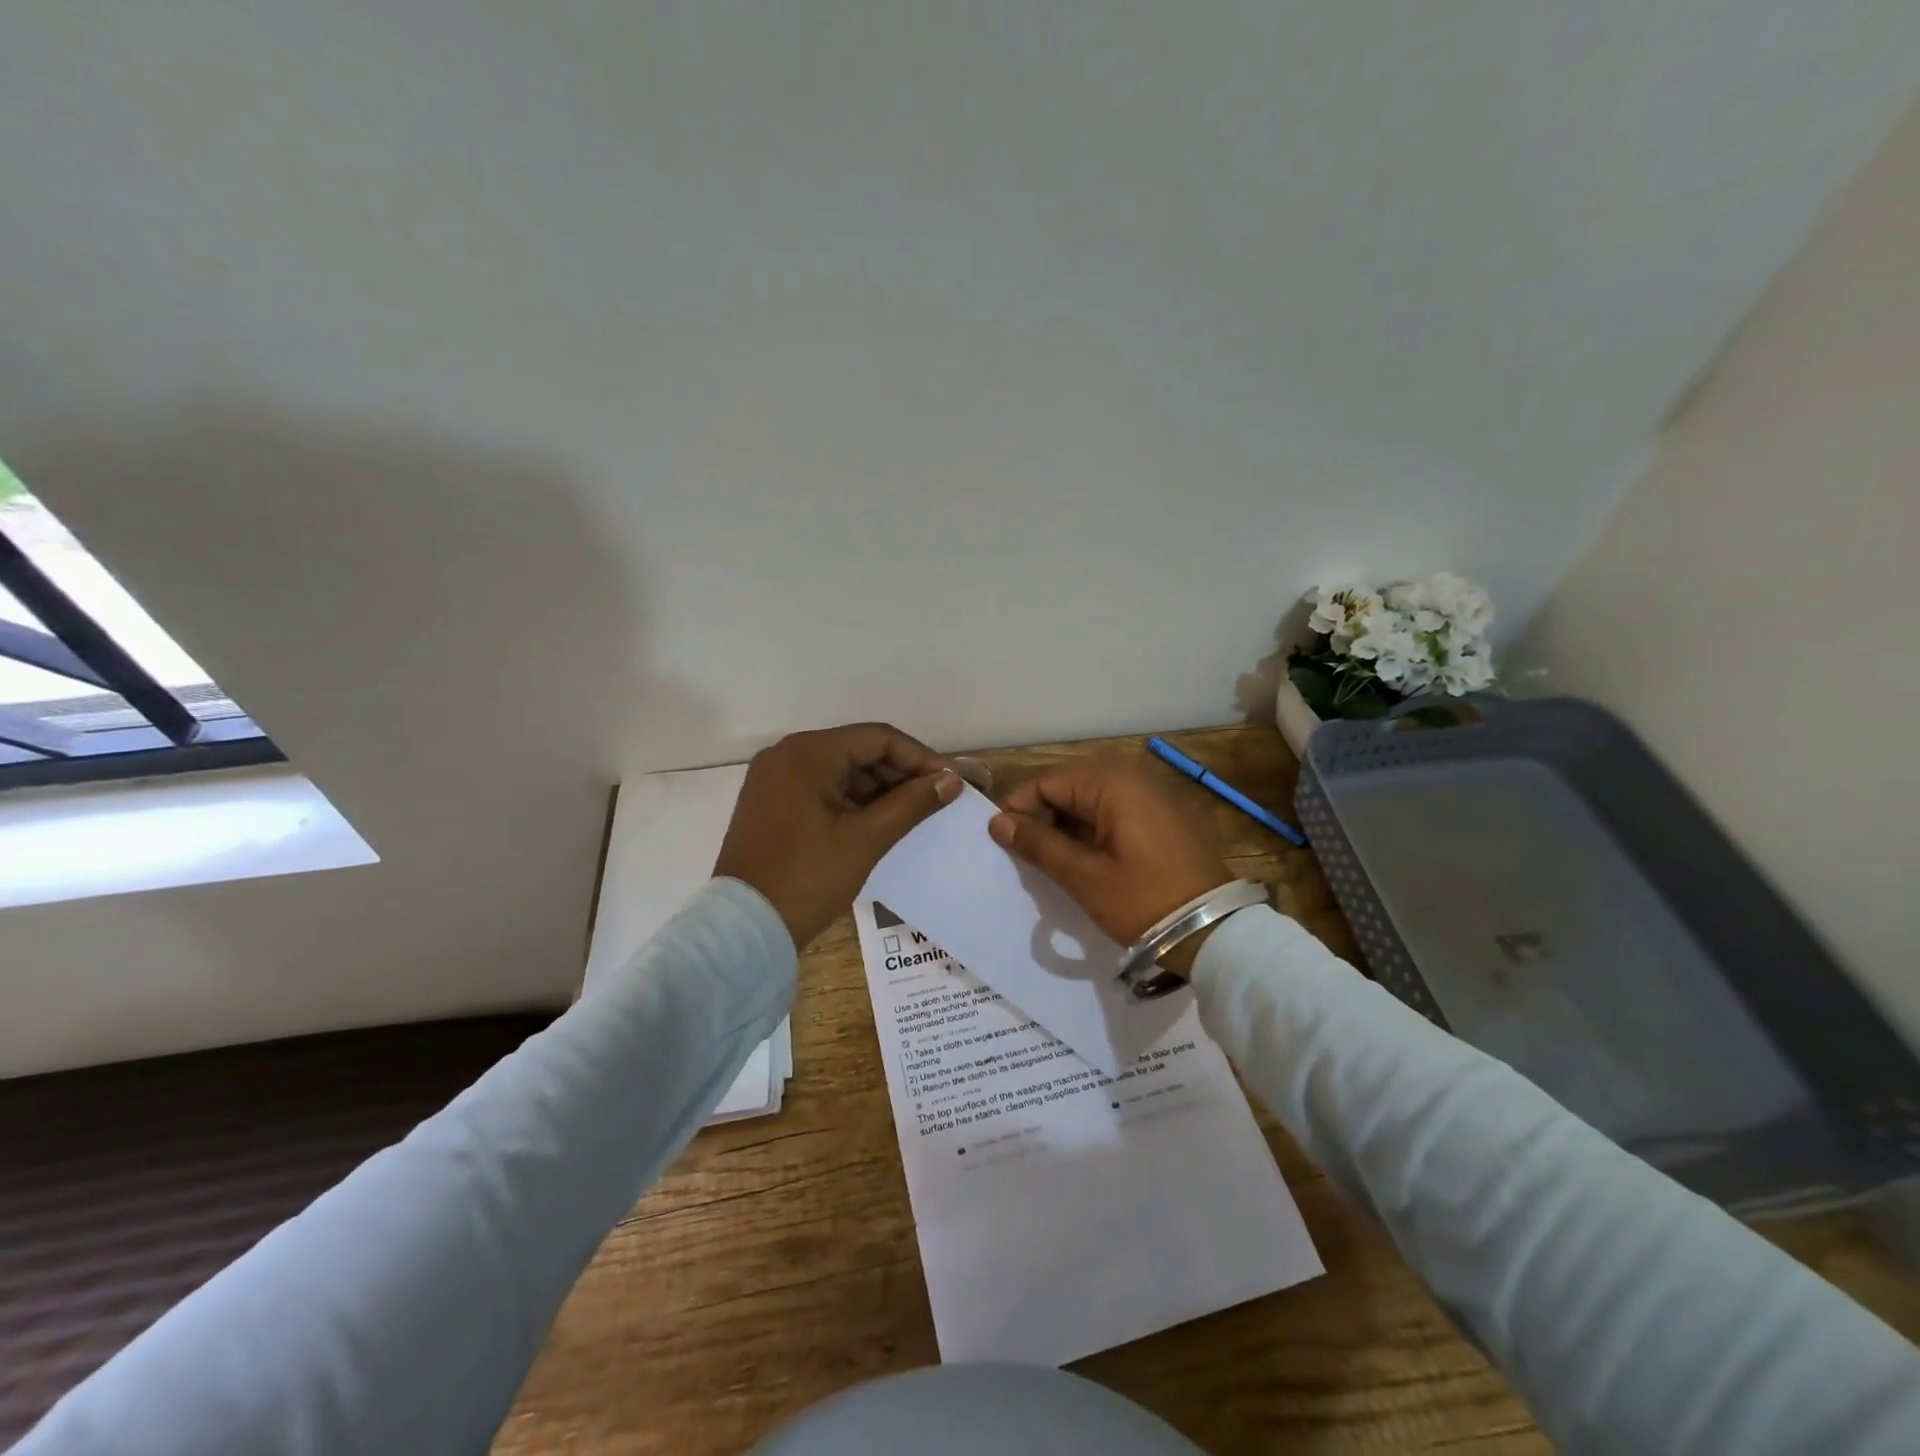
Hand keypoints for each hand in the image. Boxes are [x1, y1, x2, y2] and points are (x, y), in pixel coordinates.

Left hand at [714, 723, 962, 949]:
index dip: (920, 758)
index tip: (951, 781)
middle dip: (900, 772)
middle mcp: (786, 753)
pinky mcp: (770, 799)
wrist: (744, 928)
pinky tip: (877, 819)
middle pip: (858, 749)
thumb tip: (951, 781)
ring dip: (877, 786)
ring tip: (912, 811)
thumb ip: (912, 804)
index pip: (878, 738)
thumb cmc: (808, 879)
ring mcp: (774, 776)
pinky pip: (820, 785)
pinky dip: (851, 798)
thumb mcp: (866, 840)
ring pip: (840, 768)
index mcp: (807, 754)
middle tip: (935, 798)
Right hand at [989, 762, 1232, 978]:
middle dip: (1043, 815)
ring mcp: (1154, 797)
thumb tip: (998, 822)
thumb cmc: (1144, 901)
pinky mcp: (1165, 818)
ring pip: (1092, 800)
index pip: (1048, 781)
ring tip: (1053, 861)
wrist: (1216, 932)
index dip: (1020, 807)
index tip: (1003, 841)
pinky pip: (1116, 811)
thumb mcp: (1084, 877)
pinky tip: (1085, 859)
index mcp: (1113, 784)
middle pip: (1070, 785)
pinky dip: (1093, 829)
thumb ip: (1038, 844)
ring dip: (1067, 824)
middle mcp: (1134, 778)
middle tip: (1027, 854)